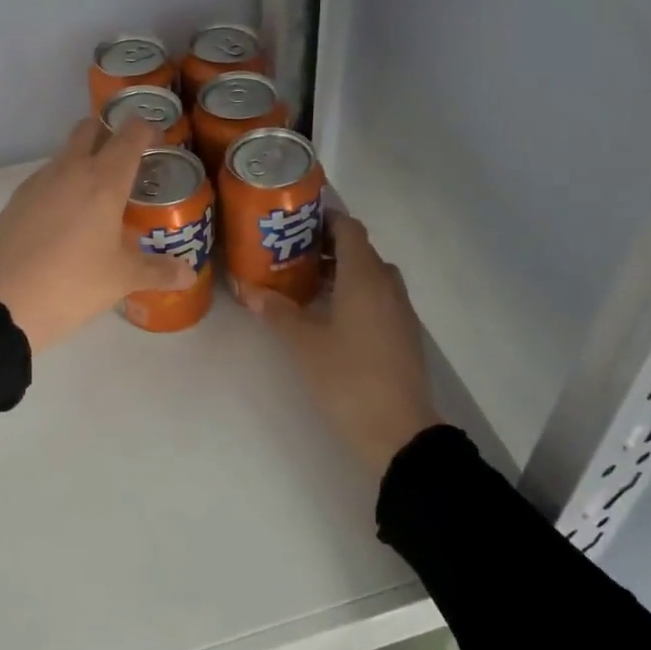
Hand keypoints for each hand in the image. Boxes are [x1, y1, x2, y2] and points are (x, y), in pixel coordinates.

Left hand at [0, 117, 195, 352]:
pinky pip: (47, 177)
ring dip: (85, 160)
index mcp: (103, 181)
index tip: (158, 139)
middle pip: (90, 128)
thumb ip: (159, 271)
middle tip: (128, 161)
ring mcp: (38, 182)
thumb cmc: (72, 284)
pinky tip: (68, 218)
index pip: (129, 135)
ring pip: (66, 153)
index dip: (146, 129)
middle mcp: (70, 170)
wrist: (1, 304)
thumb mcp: (121, 280)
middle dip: (110, 133)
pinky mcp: (17, 199)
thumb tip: (189, 273)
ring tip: (100, 196)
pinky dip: (63, 184)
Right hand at [244, 212, 439, 477]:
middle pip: (360, 249)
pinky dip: (356, 293)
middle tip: (291, 255)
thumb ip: (277, 311)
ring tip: (306, 286)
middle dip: (327, 247)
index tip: (296, 224)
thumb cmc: (347, 377)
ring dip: (342, 272)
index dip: (324, 219)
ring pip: (370, 274)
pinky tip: (331, 316)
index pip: (349, 228)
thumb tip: (246, 289)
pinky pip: (378, 296)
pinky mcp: (403, 332)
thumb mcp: (304, 343)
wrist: (398, 430)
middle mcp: (387, 284)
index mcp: (365, 276)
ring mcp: (400, 309)